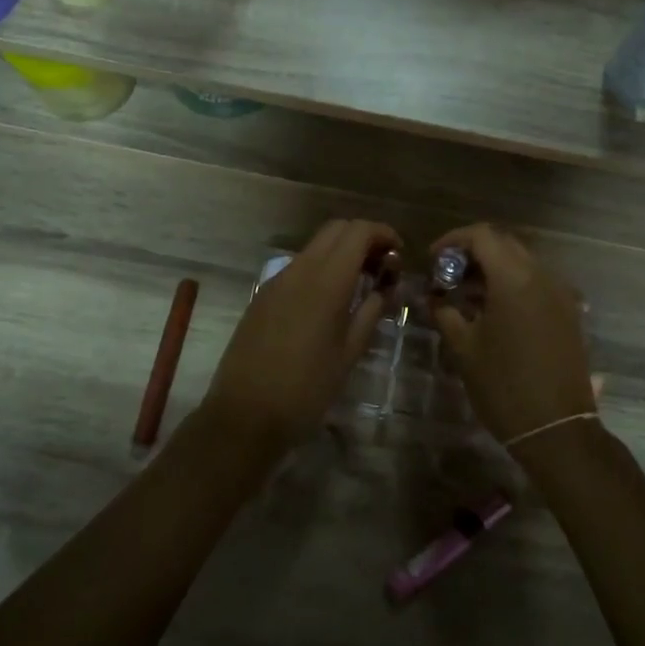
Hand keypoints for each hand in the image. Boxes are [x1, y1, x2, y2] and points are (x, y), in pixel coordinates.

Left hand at [202, 220, 399, 449]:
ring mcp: (276, 281)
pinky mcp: (262, 296)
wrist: (245, 416)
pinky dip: (320, 269)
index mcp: (326, 282)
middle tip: (382, 266)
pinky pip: (298, 267)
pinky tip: (329, 301)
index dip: (383, 233)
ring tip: (359, 284)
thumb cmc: (307, 389)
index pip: (358, 231)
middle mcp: (299, 270)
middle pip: (336, 229)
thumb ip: (371, 311)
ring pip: (315, 247)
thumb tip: (386, 287)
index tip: (399, 254)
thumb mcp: (350, 353)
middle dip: (363, 238)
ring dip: (341, 252)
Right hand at [426, 224, 593, 444]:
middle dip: (473, 252)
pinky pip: (537, 282)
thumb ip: (445, 313)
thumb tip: (432, 297)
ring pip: (522, 262)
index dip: (453, 240)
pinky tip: (494, 310)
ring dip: (494, 268)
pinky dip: (513, 284)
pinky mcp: (569, 312)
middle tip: (447, 274)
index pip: (482, 236)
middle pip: (504, 244)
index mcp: (515, 278)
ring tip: (466, 294)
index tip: (433, 260)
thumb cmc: (503, 386)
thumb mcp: (464, 348)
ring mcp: (560, 293)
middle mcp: (542, 275)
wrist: (556, 428)